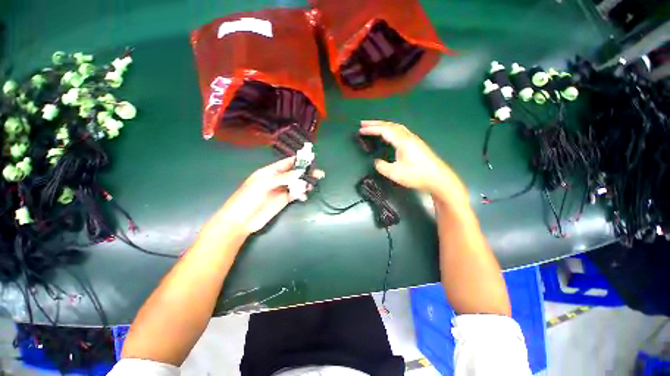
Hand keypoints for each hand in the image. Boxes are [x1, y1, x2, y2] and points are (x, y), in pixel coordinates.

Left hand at [211, 157, 323, 235]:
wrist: (242, 220)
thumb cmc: (248, 198)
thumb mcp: (263, 184)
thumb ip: (282, 178)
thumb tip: (299, 172)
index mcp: (270, 171)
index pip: (287, 163)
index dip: (299, 160)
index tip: (312, 160)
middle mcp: (278, 179)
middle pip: (295, 173)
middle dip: (306, 172)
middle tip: (319, 174)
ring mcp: (281, 190)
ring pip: (297, 184)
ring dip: (305, 183)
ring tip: (313, 185)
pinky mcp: (284, 200)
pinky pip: (295, 194)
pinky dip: (301, 194)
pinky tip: (304, 196)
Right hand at [359, 120, 466, 199]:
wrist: (438, 179)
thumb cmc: (416, 175)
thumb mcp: (395, 173)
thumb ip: (382, 166)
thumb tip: (376, 162)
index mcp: (402, 141)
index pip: (384, 130)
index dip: (371, 129)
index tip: (360, 130)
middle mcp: (408, 137)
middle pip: (390, 125)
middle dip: (376, 123)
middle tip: (363, 123)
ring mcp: (413, 139)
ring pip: (396, 127)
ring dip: (383, 125)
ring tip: (373, 127)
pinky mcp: (416, 144)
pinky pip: (400, 131)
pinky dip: (390, 130)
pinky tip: (389, 135)